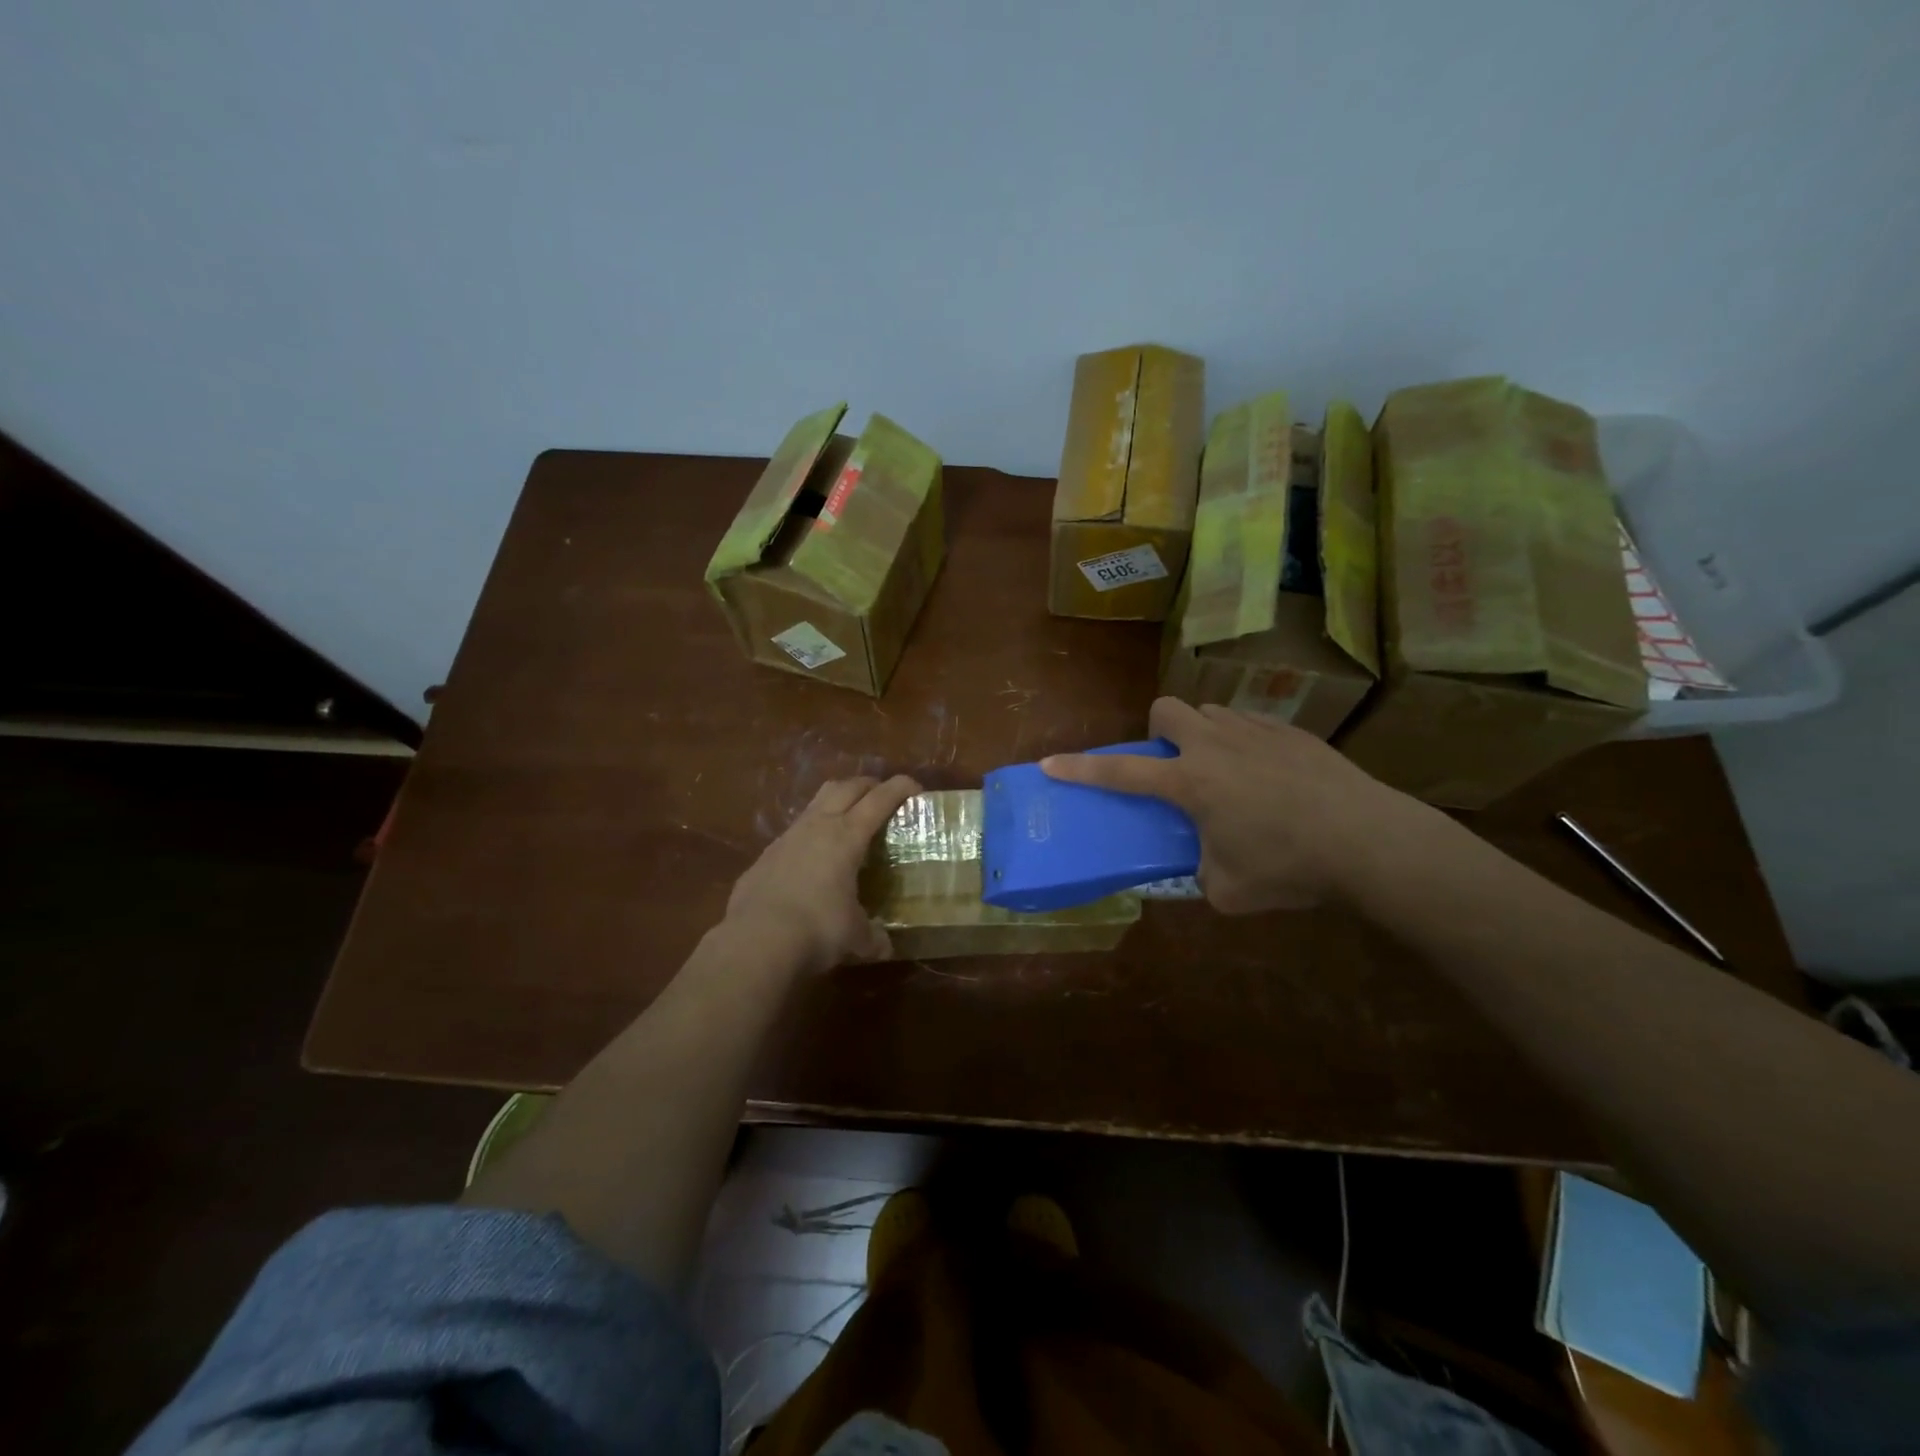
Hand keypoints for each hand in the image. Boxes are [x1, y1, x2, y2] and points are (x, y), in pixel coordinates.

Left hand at [725, 774, 921, 970]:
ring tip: (848, 818)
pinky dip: (811, 834)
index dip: (899, 788)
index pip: (879, 800)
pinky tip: (813, 857)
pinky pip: (795, 831)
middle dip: (868, 785)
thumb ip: (872, 937)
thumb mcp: (855, 937)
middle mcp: (818, 826)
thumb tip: (884, 947)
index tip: (915, 787)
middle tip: (882, 796)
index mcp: (847, 837)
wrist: (755, 940)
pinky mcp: (765, 855)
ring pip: (817, 802)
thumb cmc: (817, 929)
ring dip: (837, 801)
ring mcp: (788, 837)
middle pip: (846, 787)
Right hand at [1041, 697, 1438, 912]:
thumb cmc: (1289, 866)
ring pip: (1211, 712)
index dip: (1080, 769)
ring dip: (1203, 735)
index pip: (1121, 772)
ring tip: (1225, 773)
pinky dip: (1244, 743)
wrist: (1369, 840)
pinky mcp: (1293, 733)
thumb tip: (1201, 868)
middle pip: (1166, 709)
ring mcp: (1257, 732)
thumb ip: (1200, 875)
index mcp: (1191, 782)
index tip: (1050, 763)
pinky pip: (1251, 724)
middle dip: (1158, 732)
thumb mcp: (1227, 890)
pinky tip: (1270, 778)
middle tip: (1175, 768)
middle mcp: (1216, 746)